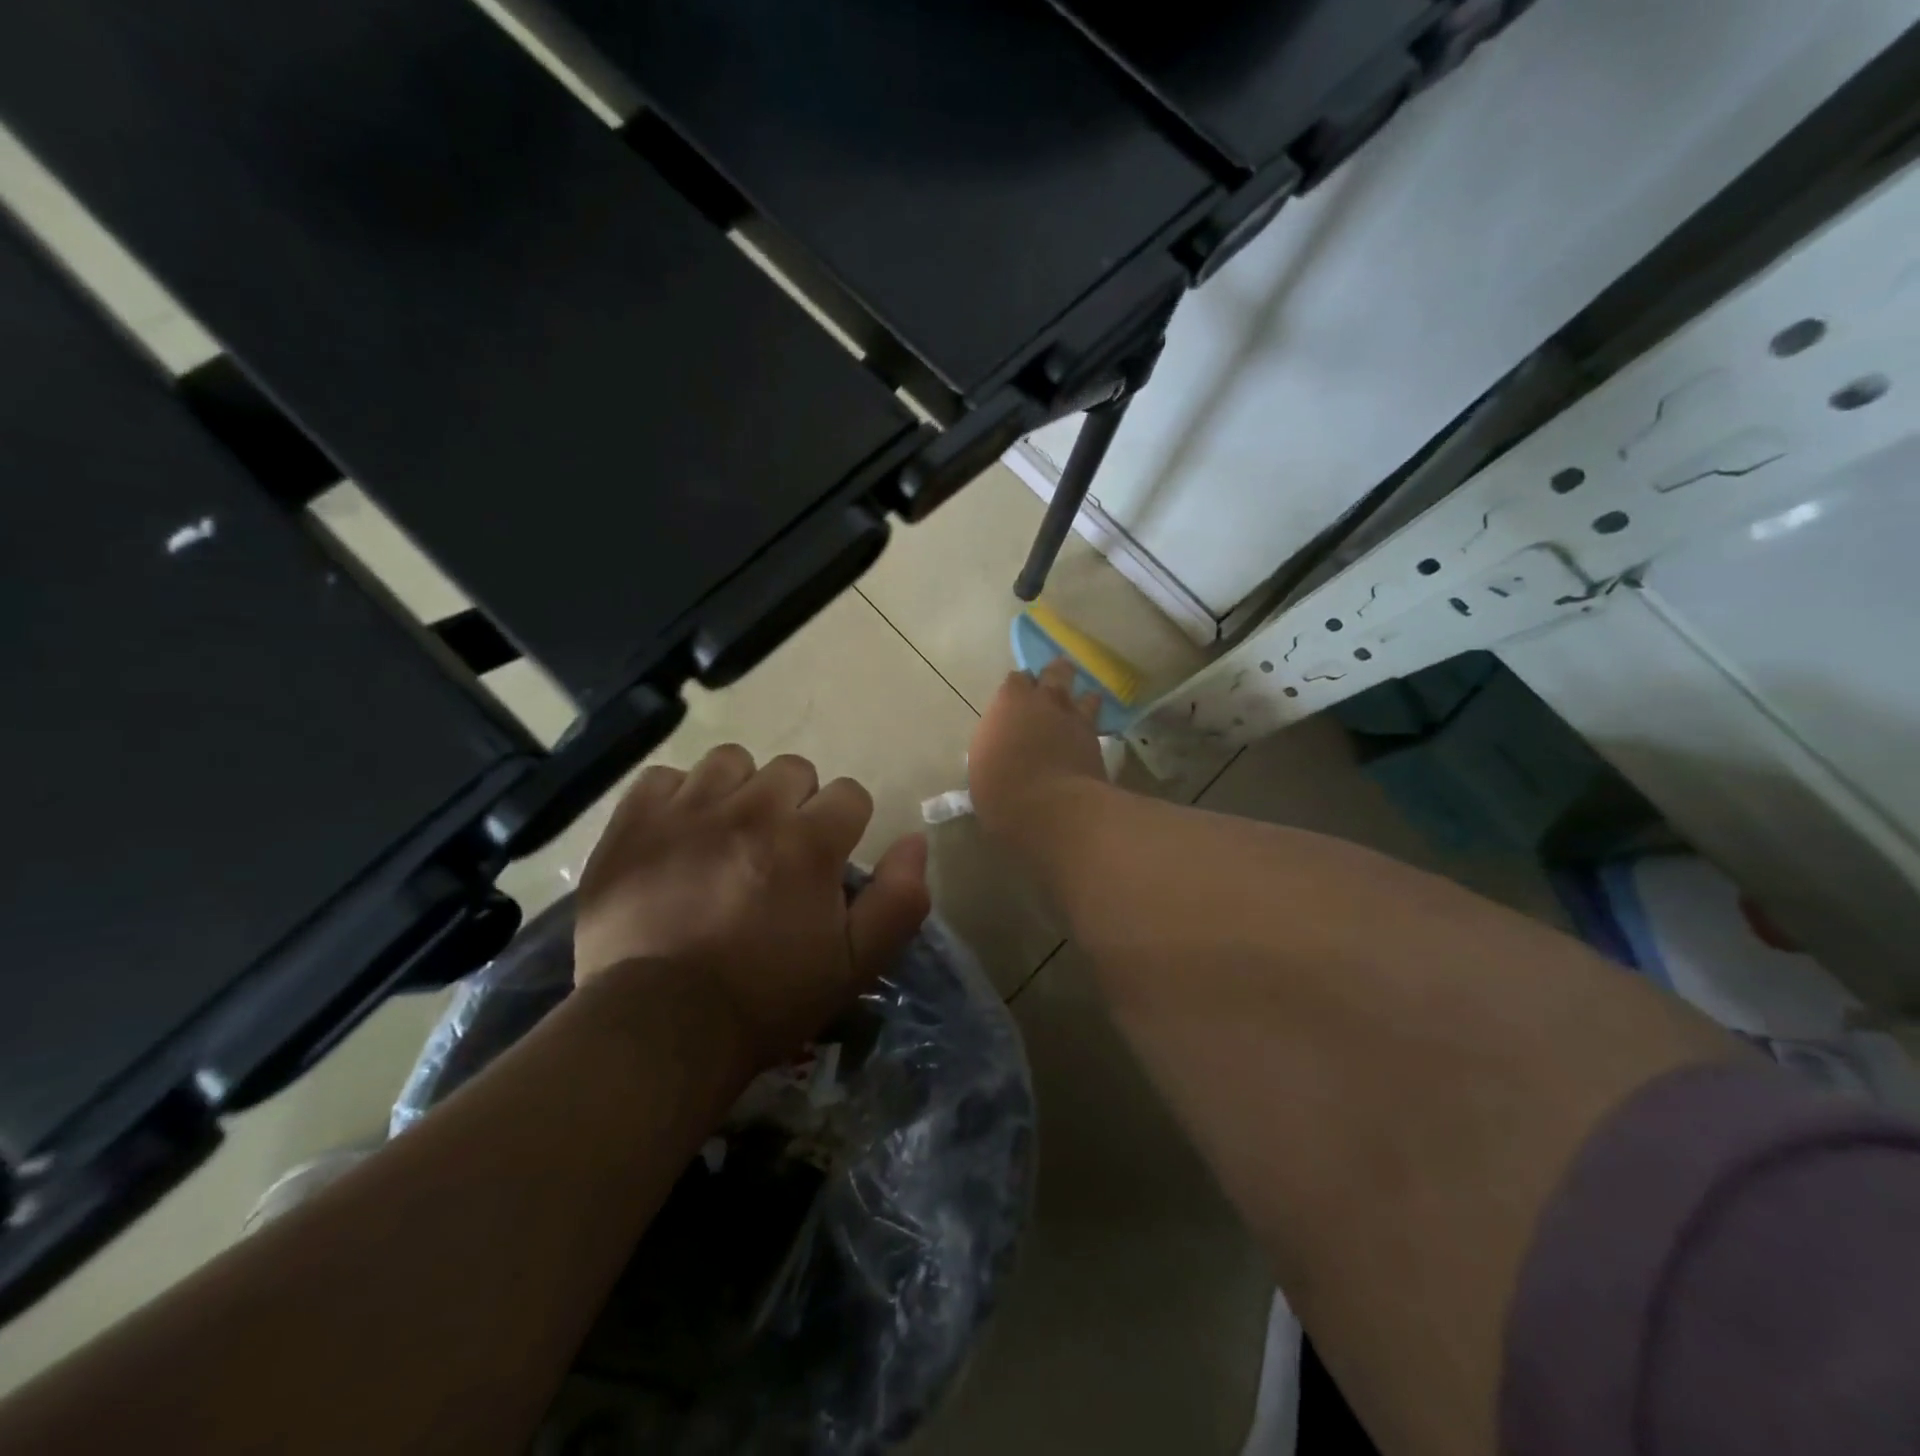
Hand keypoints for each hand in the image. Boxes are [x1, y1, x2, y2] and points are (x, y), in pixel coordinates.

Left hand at [574, 744, 930, 1069]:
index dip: (845, 826)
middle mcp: (753, 809)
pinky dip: (677, 799)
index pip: (850, 794)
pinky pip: (665, 777)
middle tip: (777, 852)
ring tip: (727, 834)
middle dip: (796, 804)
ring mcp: (689, 809)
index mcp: (810, 841)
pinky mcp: (636, 820)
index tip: (827, 861)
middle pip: (793, 769)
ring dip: (739, 790)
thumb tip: (915, 840)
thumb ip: (899, 899)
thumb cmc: (767, 998)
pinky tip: (676, 835)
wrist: (659, 1028)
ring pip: (731, 762)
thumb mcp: (856, 964)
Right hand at [968, 659, 1107, 837]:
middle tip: (1052, 686)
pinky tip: (1091, 735)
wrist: (1052, 807)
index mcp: (1010, 702)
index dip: (1017, 688)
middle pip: (1055, 672)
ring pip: (1085, 694)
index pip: (1016, 680)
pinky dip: (1094, 726)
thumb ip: (994, 748)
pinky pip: (1098, 723)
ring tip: (1081, 706)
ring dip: (1082, 699)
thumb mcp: (982, 767)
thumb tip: (998, 752)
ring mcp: (1075, 718)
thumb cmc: (1002, 790)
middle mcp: (1044, 701)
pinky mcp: (1097, 740)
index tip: (1015, 700)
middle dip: (1055, 675)